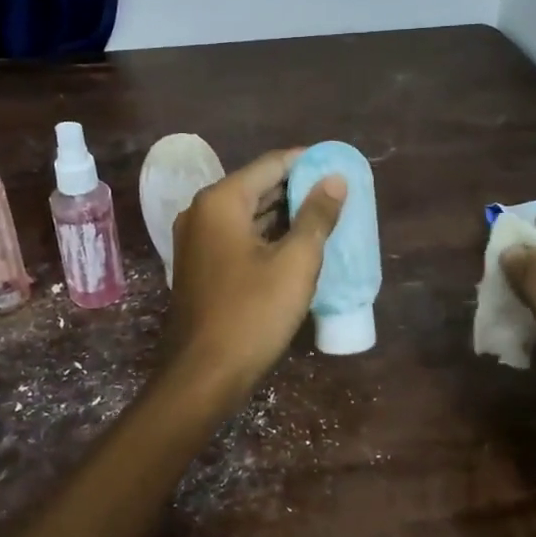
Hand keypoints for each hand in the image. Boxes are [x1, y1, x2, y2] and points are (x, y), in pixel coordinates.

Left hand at [163, 148, 346, 399]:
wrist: (204, 374)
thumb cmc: (253, 314)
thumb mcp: (295, 263)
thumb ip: (316, 217)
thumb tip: (334, 179)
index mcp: (221, 201)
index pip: (271, 164)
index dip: (307, 162)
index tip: (338, 165)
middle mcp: (202, 212)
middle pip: (257, 186)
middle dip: (297, 188)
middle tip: (338, 192)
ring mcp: (196, 240)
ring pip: (247, 213)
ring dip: (284, 213)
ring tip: (325, 215)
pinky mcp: (200, 265)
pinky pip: (238, 236)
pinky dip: (267, 235)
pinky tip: (296, 244)